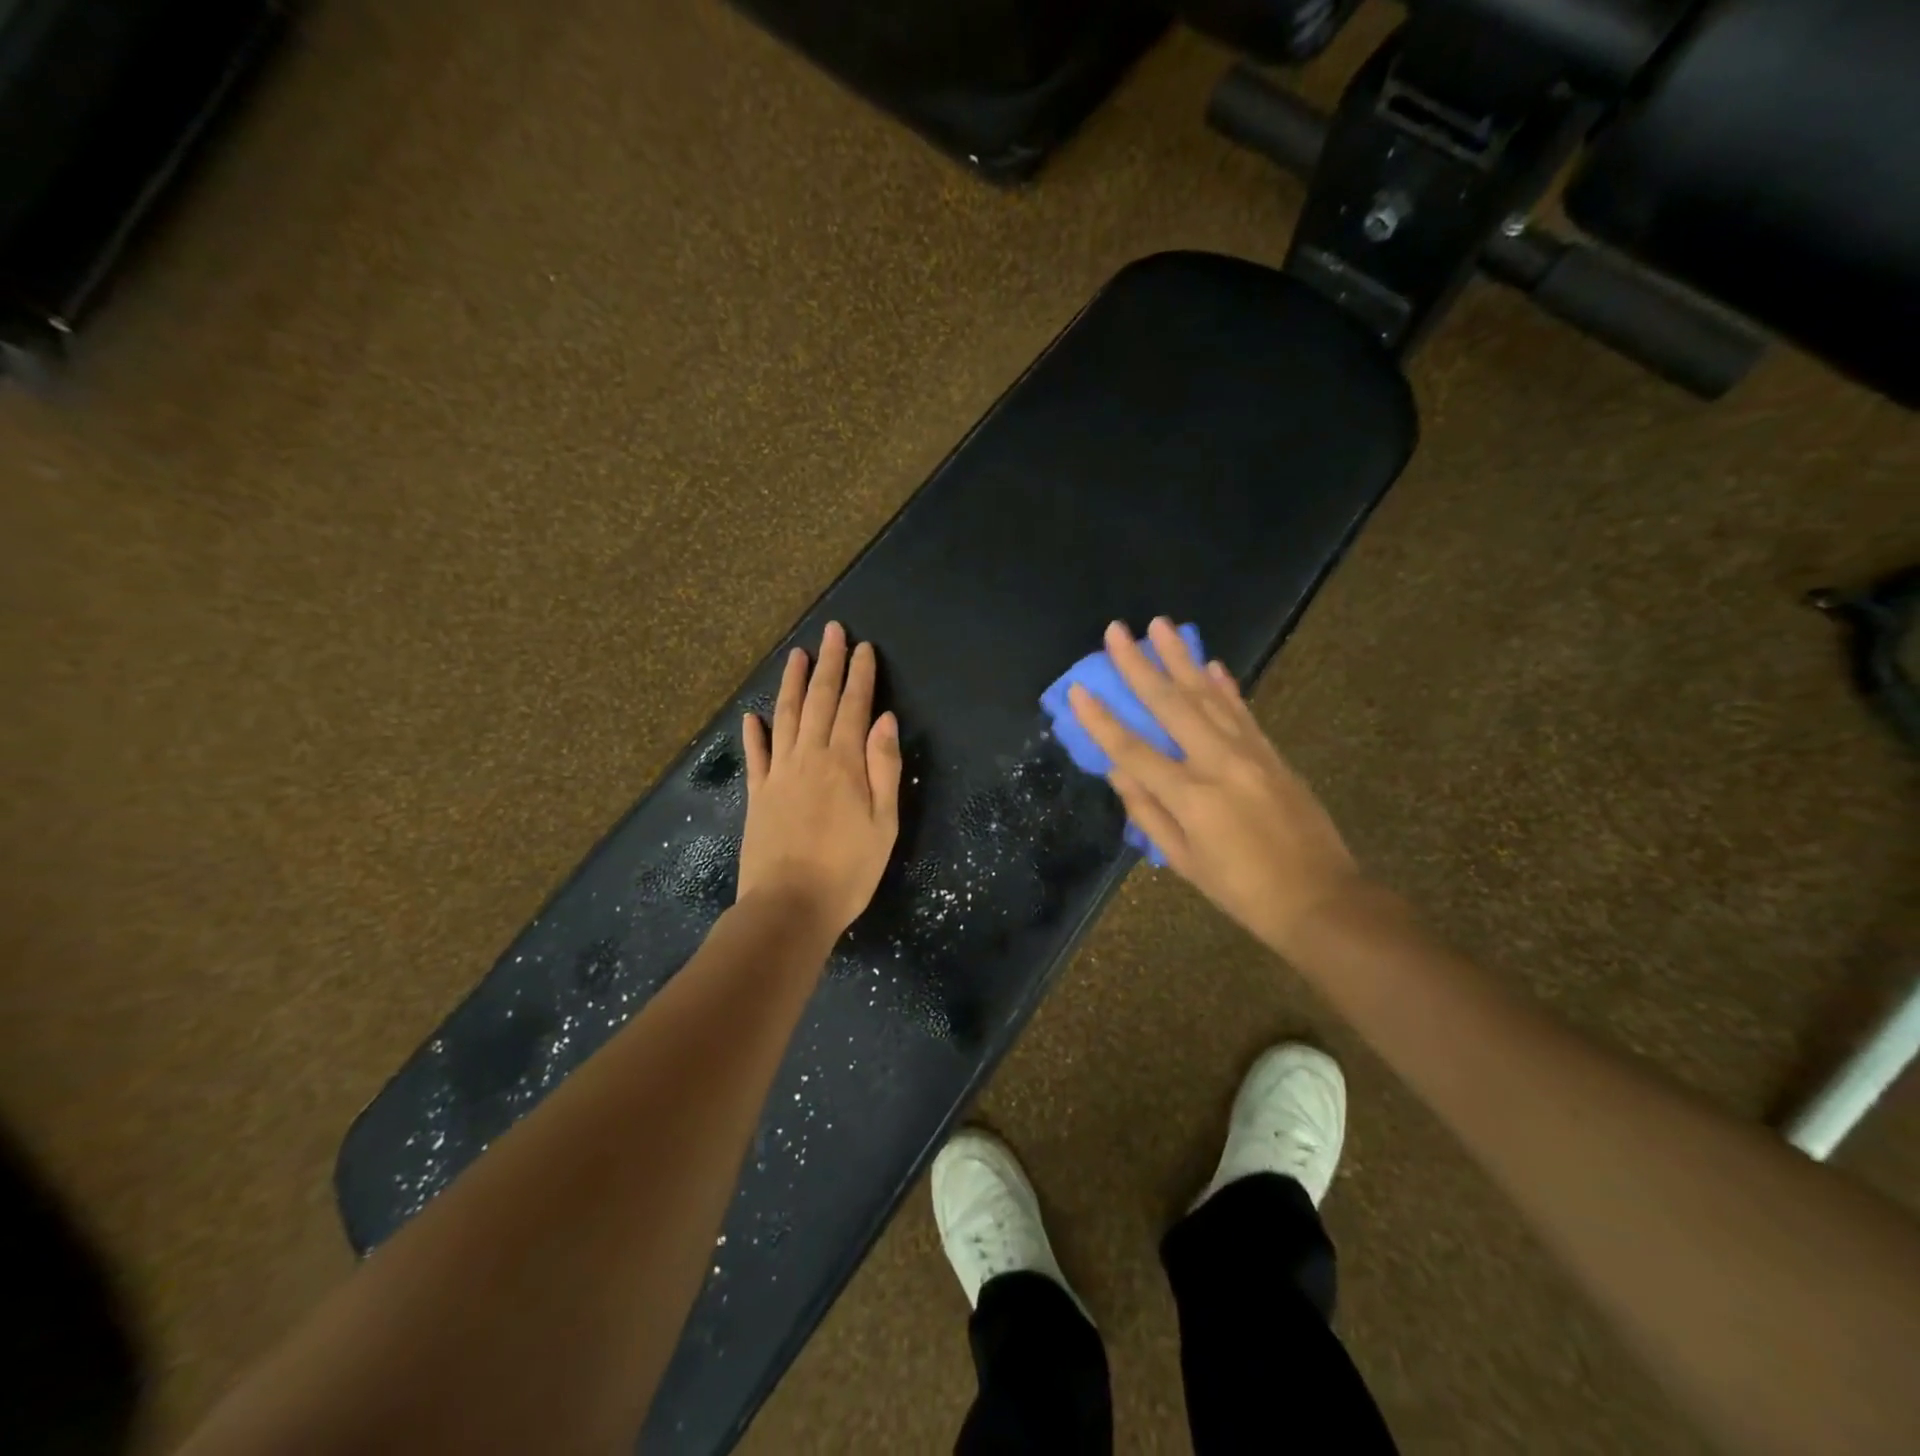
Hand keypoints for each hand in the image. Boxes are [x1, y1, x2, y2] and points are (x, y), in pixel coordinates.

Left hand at [738, 622, 901, 940]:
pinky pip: (755, 755)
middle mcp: (809, 757)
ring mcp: (779, 774)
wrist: (789, 906)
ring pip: (784, 716)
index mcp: (843, 762)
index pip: (855, 707)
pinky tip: (751, 716)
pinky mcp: (758, 795)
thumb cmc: (849, 869)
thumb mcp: (884, 822)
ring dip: (791, 683)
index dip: (860, 675)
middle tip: (831, 631)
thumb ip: (883, 767)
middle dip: (828, 664)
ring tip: (796, 655)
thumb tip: (885, 719)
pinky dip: (754, 733)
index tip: (863, 647)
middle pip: (819, 700)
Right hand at [1068, 617, 1361, 954]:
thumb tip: (1117, 770)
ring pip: (1208, 695)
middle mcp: (1219, 763)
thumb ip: (1147, 813)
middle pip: (1171, 705)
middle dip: (1139, 665)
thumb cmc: (1241, 890)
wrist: (1319, 898)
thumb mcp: (1183, 861)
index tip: (1078, 689)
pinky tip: (1209, 662)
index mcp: (1191, 797)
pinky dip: (1224, 684)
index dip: (1101, 720)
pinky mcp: (1272, 753)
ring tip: (1160, 625)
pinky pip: (1242, 710)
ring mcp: (1250, 753)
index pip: (1133, 750)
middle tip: (1117, 630)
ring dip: (1181, 658)